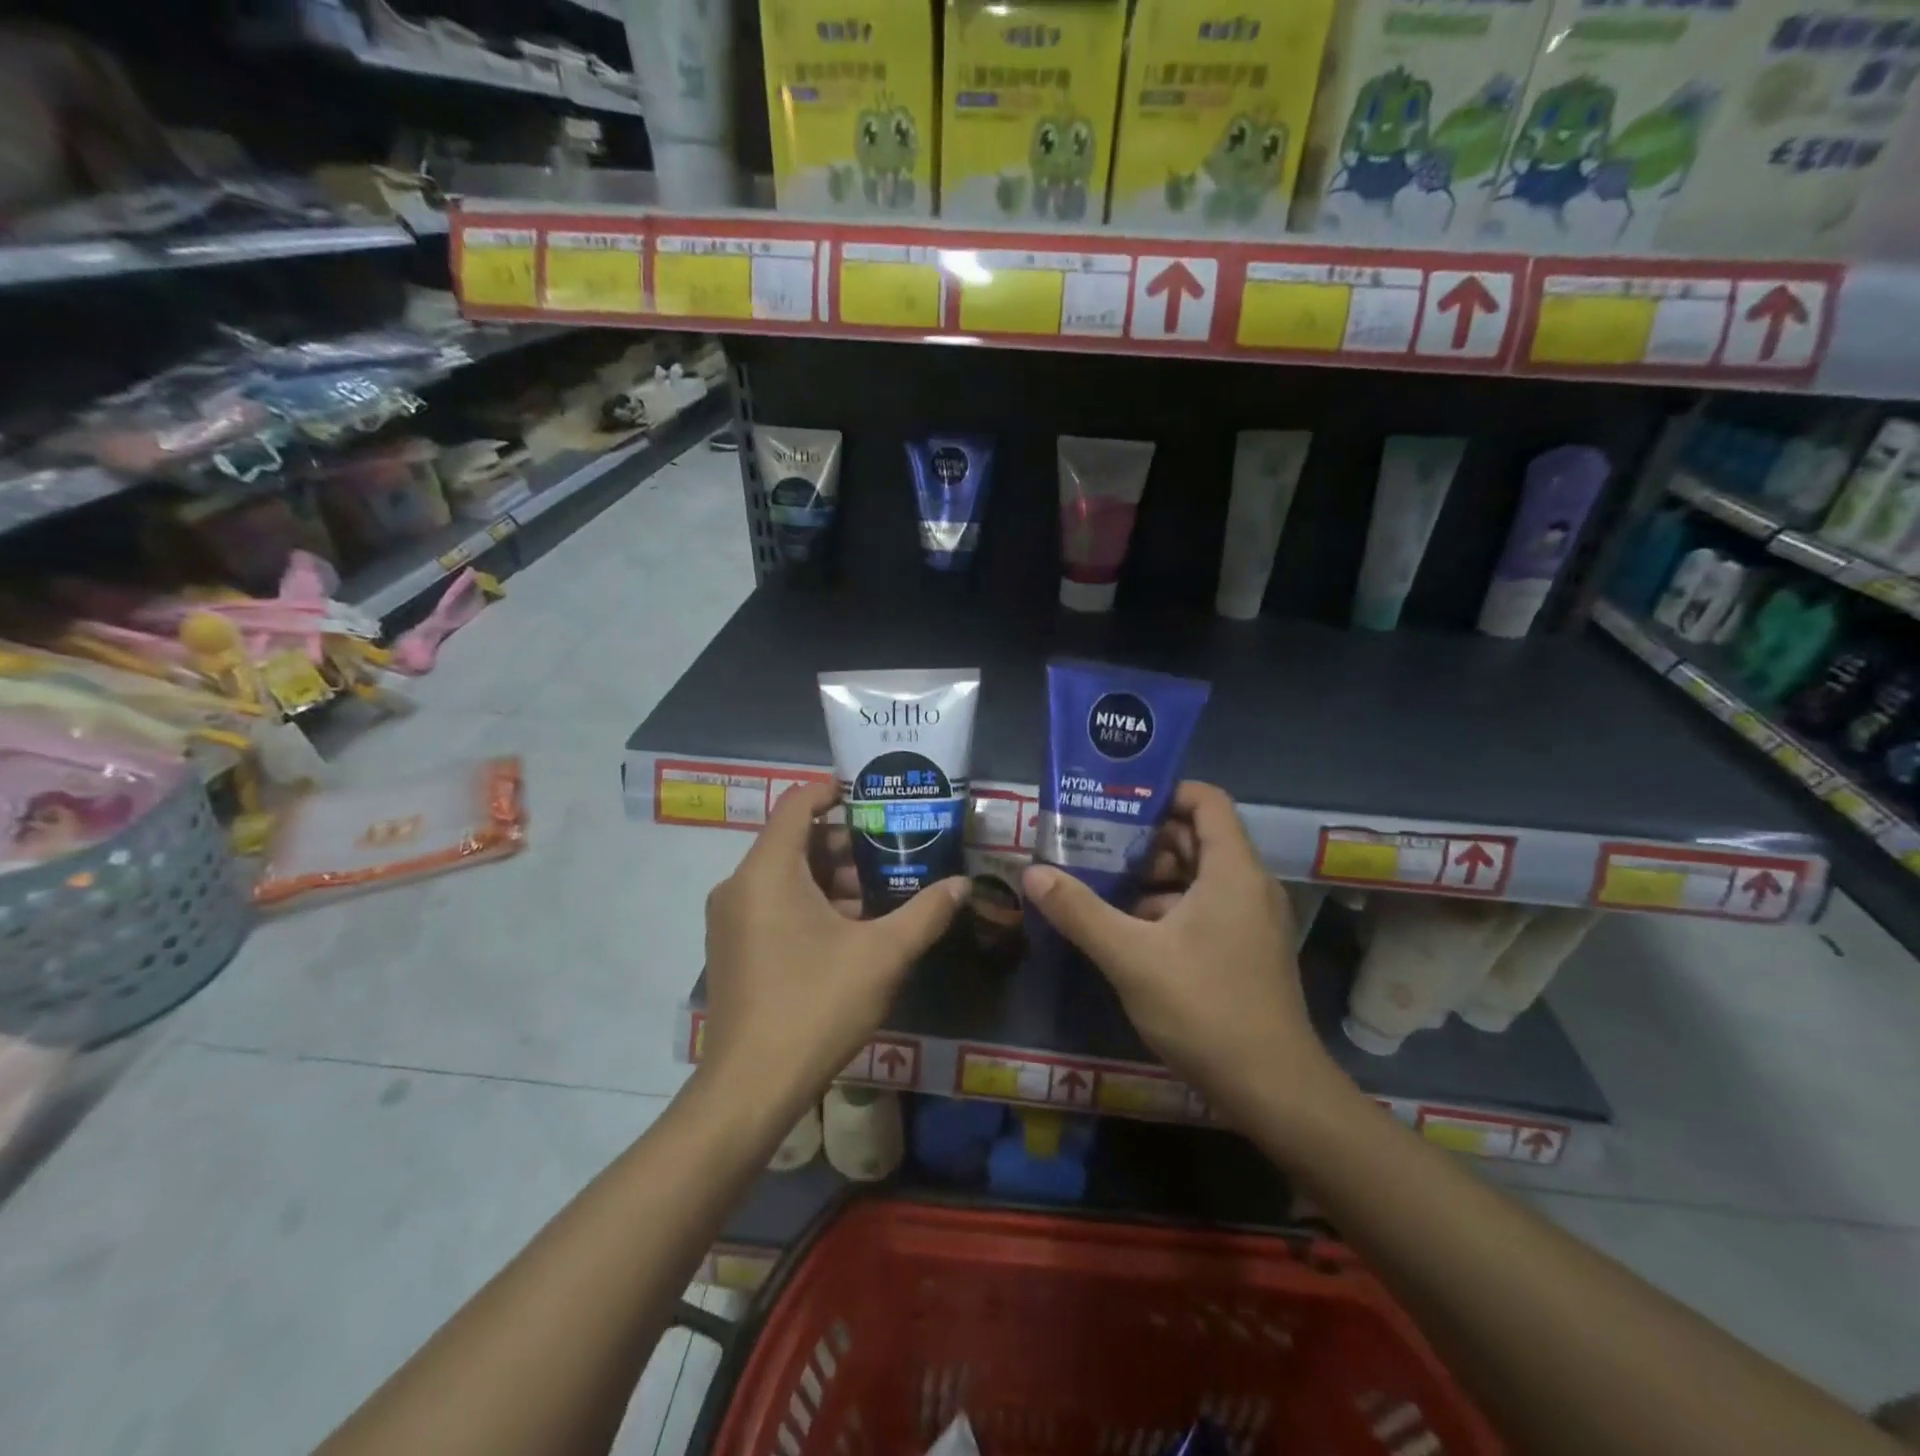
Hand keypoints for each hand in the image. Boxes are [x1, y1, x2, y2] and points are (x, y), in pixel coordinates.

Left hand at [701, 781, 965, 1113]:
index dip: (833, 790)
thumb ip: (925, 913)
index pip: (797, 803)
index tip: (873, 793)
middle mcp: (739, 885)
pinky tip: (850, 930)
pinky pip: (773, 903)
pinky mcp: (732, 947)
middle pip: (793, 840)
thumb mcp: (882, 955)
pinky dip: (809, 902)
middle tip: (893, 848)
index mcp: (767, 871)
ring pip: (784, 875)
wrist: (750, 1088)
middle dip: (844, 842)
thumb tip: (963, 885)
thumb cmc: (815, 1005)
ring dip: (830, 877)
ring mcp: (730, 919)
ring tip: (881, 891)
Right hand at [1021, 781, 1340, 1123]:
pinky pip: (1206, 907)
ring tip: (1100, 885)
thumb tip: (1033, 872)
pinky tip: (1128, 931)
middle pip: (1197, 837)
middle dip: (1146, 838)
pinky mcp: (1247, 949)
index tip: (1116, 803)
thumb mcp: (1130, 957)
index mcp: (1232, 870)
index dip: (1164, 792)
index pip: (1206, 800)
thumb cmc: (1205, 1009)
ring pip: (1199, 876)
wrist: (1274, 1091)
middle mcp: (1249, 885)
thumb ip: (1080, 911)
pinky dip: (1168, 908)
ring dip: (1153, 877)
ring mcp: (1251, 919)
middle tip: (1095, 843)